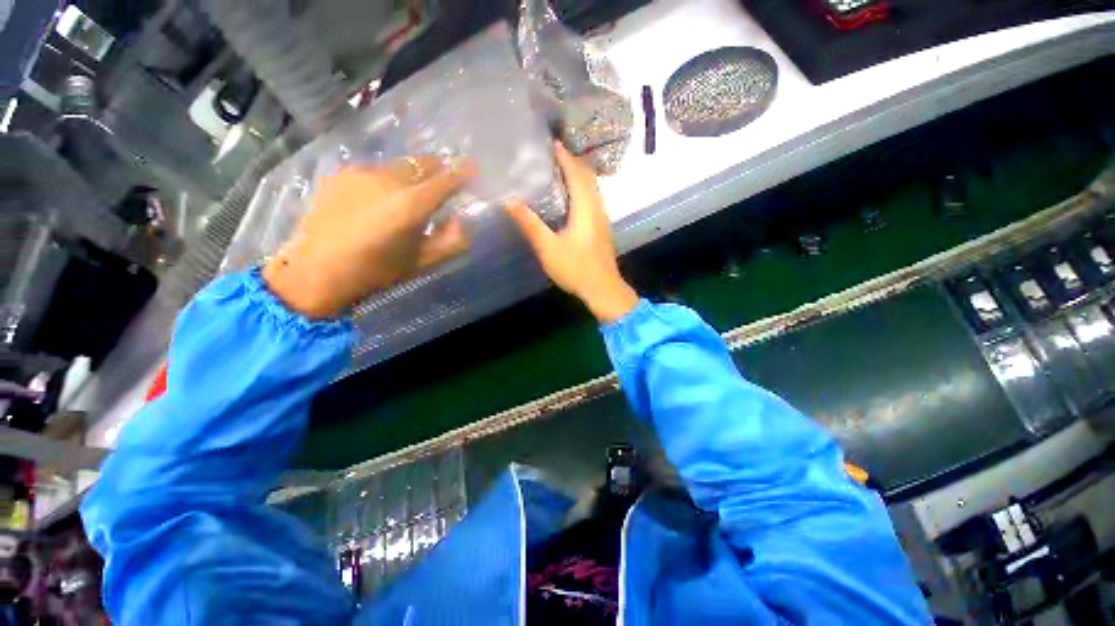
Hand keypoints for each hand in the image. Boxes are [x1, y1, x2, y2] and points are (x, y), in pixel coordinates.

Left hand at [263, 157, 474, 318]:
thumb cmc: (377, 271)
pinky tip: (379, 197)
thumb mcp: (423, 262)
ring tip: (409, 191)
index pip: (446, 181)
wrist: (316, 270)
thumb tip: (461, 221)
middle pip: (422, 164)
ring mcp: (361, 173)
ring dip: (411, 174)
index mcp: (411, 205)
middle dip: (438, 168)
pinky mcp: (341, 174)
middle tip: (444, 179)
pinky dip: (386, 179)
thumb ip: (452, 242)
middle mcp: (388, 179)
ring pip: (398, 165)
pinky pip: (374, 170)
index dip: (463, 173)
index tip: (474, 168)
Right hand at [505, 143, 638, 322]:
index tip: (551, 142)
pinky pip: (592, 200)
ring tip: (558, 171)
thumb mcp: (548, 248)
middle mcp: (597, 208)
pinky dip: (581, 190)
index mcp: (585, 208)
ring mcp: (602, 219)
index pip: (576, 173)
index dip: (565, 156)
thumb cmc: (576, 268)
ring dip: (578, 176)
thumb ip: (530, 224)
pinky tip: (569, 198)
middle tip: (551, 155)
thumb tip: (509, 201)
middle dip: (572, 162)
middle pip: (587, 177)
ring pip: (592, 188)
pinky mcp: (601, 229)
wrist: (603, 289)